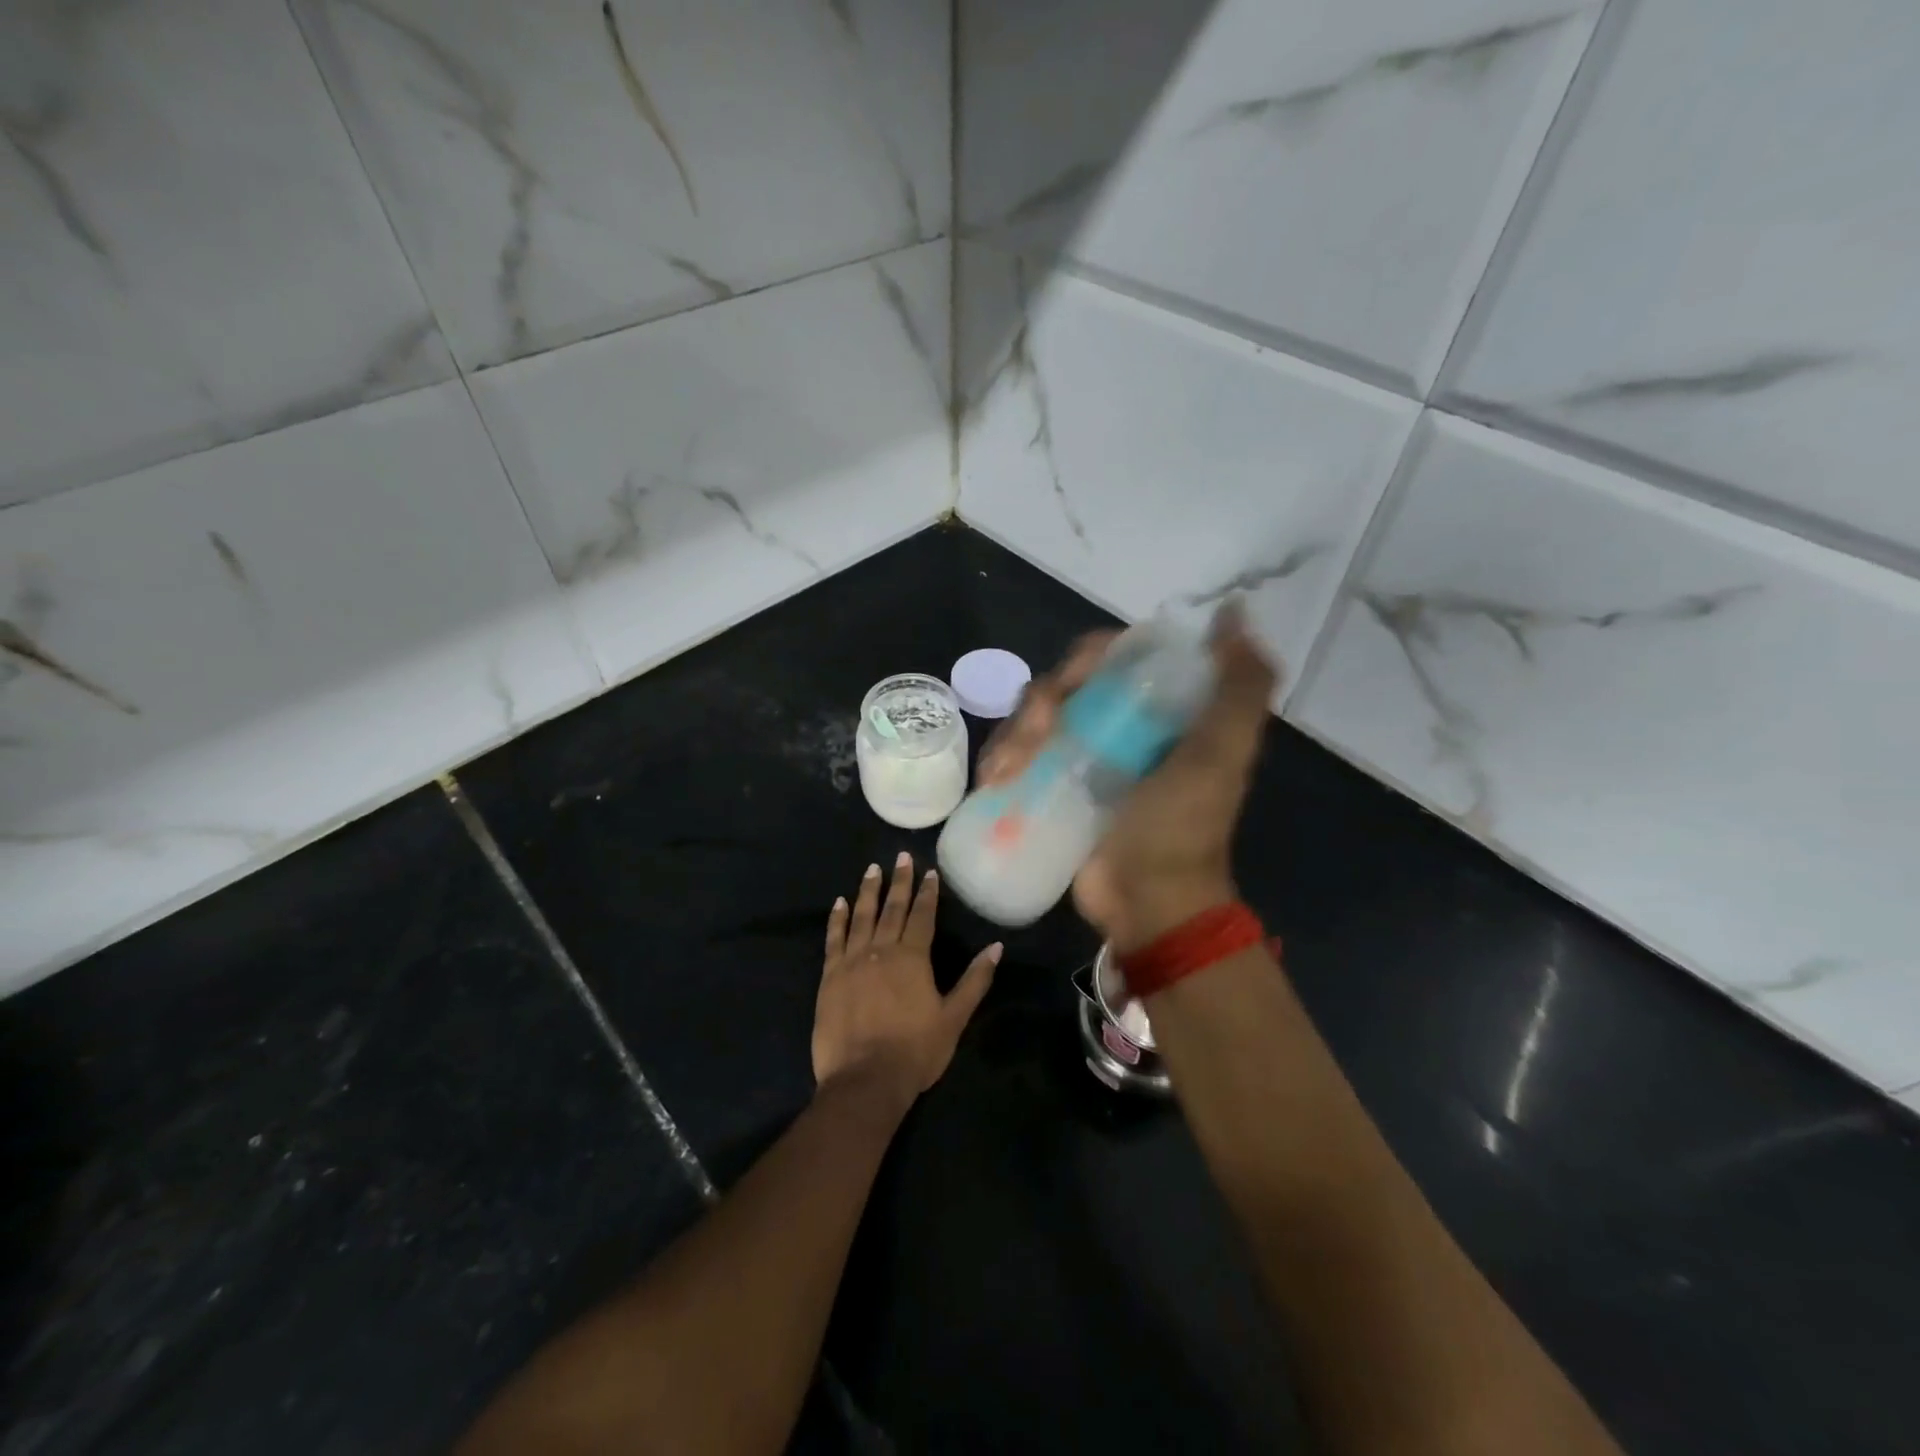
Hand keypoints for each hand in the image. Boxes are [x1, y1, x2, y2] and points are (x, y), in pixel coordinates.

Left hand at [814, 852, 1000, 1111]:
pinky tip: (839, 903)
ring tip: (872, 869)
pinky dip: (837, 918)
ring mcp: (852, 961)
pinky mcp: (830, 976)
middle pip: (892, 908)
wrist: (865, 1080)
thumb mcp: (954, 1017)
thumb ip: (974, 980)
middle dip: (899, 881)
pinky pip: (834, 938)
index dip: (927, 892)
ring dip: (868, 891)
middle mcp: (882, 950)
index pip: (923, 915)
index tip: (929, 871)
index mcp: (913, 957)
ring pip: (861, 916)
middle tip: (900, 856)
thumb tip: (995, 947)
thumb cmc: (915, 1051)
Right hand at [977, 606, 1279, 950]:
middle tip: (1035, 736)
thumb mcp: (1221, 755)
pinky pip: (1018, 758)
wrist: (1148, 903)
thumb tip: (1234, 612)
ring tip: (1006, 771)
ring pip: (1033, 721)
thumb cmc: (1181, 827)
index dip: (1086, 659)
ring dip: (1012, 736)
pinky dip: (1000, 761)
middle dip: (1039, 704)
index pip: (1113, 657)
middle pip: (1064, 686)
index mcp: (1158, 710)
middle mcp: (1119, 725)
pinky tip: (992, 781)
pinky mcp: (1054, 788)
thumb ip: (1239, 686)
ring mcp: (1082, 758)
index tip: (1071, 683)